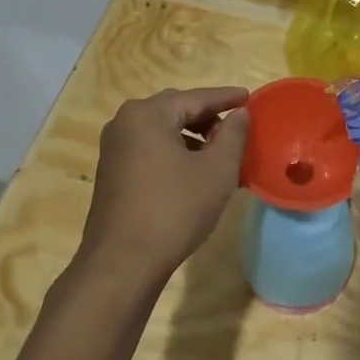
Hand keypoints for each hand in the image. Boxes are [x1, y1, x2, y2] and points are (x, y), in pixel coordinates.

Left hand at [78, 87, 248, 283]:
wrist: (123, 261)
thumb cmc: (175, 209)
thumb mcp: (217, 170)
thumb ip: (232, 135)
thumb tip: (240, 114)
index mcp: (148, 114)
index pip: (196, 98)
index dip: (226, 98)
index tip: (249, 98)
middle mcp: (124, 123)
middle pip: (175, 110)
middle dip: (207, 117)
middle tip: (234, 129)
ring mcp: (113, 148)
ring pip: (161, 131)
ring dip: (190, 137)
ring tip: (218, 154)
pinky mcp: (111, 172)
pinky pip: (148, 149)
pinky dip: (173, 152)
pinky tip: (192, 172)